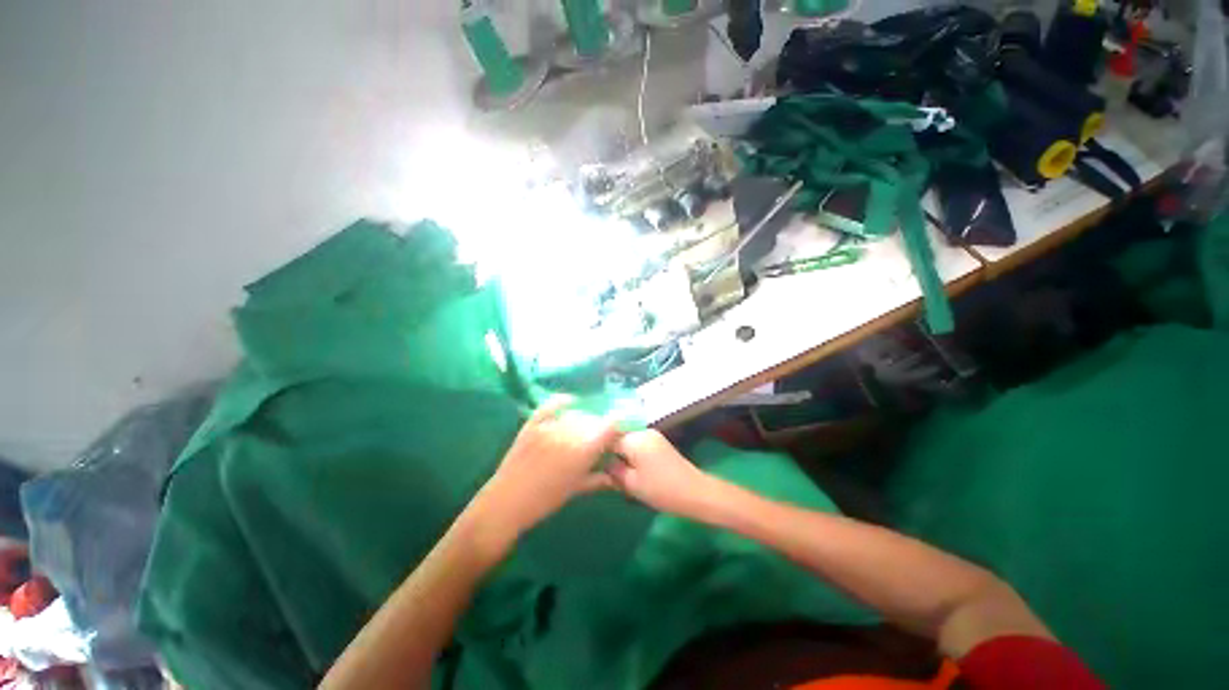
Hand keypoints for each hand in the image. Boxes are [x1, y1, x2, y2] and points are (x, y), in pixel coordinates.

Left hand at [473, 397, 621, 541]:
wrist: (507, 502)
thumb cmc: (546, 501)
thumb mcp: (577, 489)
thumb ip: (600, 478)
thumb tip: (617, 474)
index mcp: (584, 451)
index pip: (611, 425)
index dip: (617, 426)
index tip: (618, 432)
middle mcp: (570, 433)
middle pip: (593, 419)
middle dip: (599, 427)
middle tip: (597, 438)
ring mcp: (549, 425)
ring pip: (575, 414)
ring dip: (583, 420)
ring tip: (580, 431)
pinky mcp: (533, 422)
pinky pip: (552, 404)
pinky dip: (562, 400)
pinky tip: (569, 402)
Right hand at [608, 430, 713, 517]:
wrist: (695, 492)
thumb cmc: (661, 489)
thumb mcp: (631, 484)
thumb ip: (613, 470)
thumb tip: (604, 463)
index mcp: (634, 439)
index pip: (608, 439)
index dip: (599, 452)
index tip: (593, 465)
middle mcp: (643, 432)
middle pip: (618, 437)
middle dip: (611, 453)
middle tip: (606, 472)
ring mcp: (653, 436)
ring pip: (628, 441)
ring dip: (622, 454)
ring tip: (618, 473)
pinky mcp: (659, 443)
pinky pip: (639, 444)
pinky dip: (632, 455)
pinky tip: (632, 470)